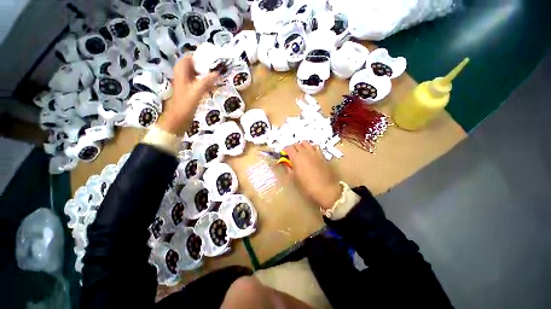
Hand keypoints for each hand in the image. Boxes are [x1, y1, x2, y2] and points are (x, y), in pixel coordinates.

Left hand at [158, 55, 217, 135]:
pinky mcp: (192, 87)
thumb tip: (218, 72)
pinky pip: (201, 80)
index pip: (193, 56)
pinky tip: (216, 83)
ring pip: (200, 72)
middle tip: (221, 66)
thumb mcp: (197, 90)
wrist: (180, 116)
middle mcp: (184, 72)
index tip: (216, 57)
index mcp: (182, 69)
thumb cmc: (185, 103)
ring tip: (220, 73)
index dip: (204, 55)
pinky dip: (208, 80)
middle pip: (197, 64)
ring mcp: (188, 80)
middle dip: (208, 64)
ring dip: (209, 72)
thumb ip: (207, 80)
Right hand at [284, 142, 341, 209]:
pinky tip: (311, 153)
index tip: (284, 154)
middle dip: (292, 147)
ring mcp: (314, 152)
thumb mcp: (294, 178)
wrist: (324, 188)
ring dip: (301, 145)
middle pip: (296, 144)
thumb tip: (287, 164)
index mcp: (296, 157)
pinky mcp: (321, 155)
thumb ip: (289, 169)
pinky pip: (315, 146)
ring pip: (306, 143)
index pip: (288, 148)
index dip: (285, 150)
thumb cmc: (307, 185)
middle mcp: (305, 152)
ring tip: (301, 151)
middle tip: (291, 153)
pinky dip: (311, 147)